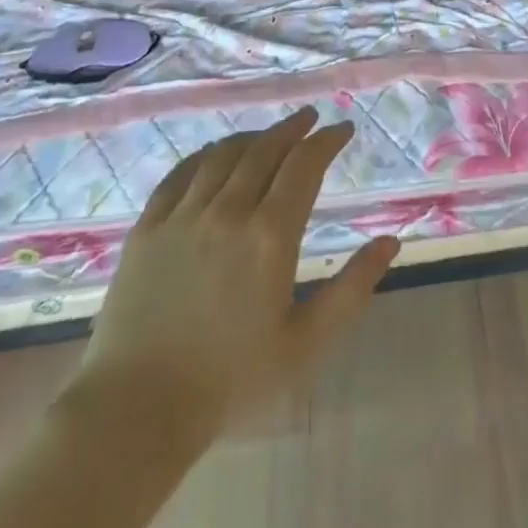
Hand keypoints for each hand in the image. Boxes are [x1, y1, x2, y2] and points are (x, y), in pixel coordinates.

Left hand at [61, 106, 398, 445]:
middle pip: (265, 150)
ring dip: (253, 137)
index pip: (304, 166)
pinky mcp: (147, 228)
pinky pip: (180, 174)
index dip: (327, 141)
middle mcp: (228, 212)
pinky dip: (205, 154)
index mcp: (270, 236)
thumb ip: (351, 288)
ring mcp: (182, 216)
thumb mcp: (306, 343)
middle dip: (293, 128)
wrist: (137, 409)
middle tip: (311, 118)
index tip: (343, 129)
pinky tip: (215, 153)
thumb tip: (390, 242)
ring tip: (271, 135)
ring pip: (224, 155)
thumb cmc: (231, 380)